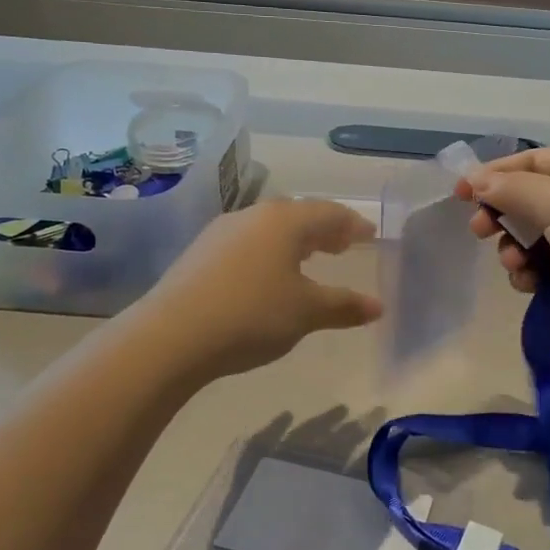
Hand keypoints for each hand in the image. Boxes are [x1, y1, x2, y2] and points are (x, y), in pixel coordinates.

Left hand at [134, 198, 381, 379]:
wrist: (171, 336)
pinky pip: (247, 243)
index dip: (353, 225)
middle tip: (343, 245)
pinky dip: (269, 252)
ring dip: (295, 241)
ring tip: (309, 260)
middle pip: (299, 215)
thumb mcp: (306, 312)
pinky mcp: (200, 253)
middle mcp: (254, 216)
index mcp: (285, 220)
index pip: (330, 213)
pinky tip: (267, 276)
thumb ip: (344, 306)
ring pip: (270, 228)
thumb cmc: (252, 315)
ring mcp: (222, 232)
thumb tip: (378, 306)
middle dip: (324, 230)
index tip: (369, 235)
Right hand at [460, 148, 549, 358]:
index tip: (460, 193)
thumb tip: (475, 179)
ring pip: (528, 235)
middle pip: (526, 198)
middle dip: (501, 214)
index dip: (494, 174)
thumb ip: (513, 189)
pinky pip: (539, 265)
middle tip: (479, 230)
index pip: (532, 161)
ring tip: (514, 264)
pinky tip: (528, 284)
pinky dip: (528, 272)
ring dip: (512, 249)